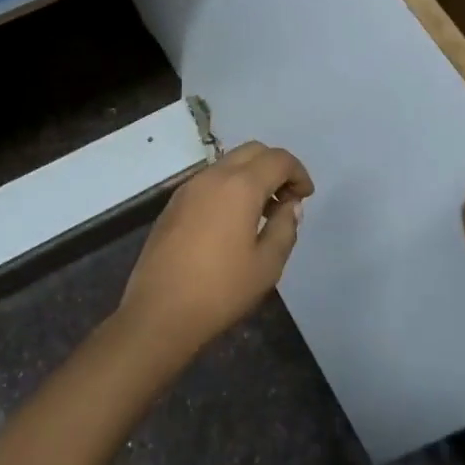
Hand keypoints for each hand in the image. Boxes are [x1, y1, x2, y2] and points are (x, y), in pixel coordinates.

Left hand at [119, 141, 313, 361]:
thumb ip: (285, 227)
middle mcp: (213, 176)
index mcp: (240, 186)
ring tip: (262, 213)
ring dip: (251, 176)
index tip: (305, 197)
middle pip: (252, 152)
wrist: (159, 312)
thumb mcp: (267, 265)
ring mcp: (188, 188)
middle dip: (275, 167)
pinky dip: (229, 188)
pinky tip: (232, 223)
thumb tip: (289, 206)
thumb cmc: (221, 290)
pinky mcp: (173, 204)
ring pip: (228, 164)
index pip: (278, 159)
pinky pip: (209, 181)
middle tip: (286, 199)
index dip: (298, 172)